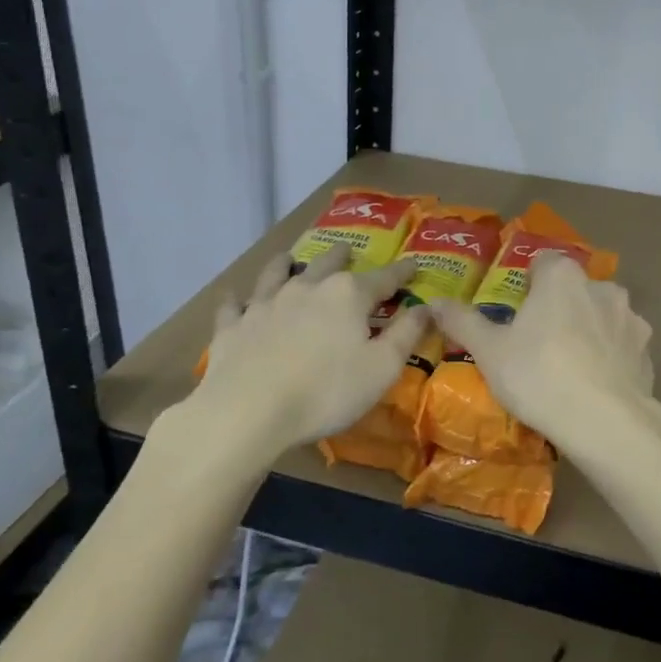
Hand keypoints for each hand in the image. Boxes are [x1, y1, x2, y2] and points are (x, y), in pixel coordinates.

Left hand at [198, 244, 427, 448]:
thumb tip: (427, 306)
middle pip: (327, 264)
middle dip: (341, 256)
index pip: (383, 278)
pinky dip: (236, 300)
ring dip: (286, 264)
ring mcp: (265, 304)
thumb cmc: (327, 391)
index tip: (413, 265)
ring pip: (276, 274)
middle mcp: (307, 288)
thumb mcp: (382, 368)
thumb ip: (406, 334)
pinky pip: (234, 306)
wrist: (248, 411)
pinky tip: (234, 298)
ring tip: (289, 258)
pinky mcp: (233, 327)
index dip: (401, 273)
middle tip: (347, 249)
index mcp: (347, 295)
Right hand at [430, 252, 660, 459]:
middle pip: (574, 288)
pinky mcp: (647, 351)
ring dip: (588, 330)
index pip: (543, 262)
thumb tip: (434, 302)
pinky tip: (595, 385)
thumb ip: (462, 321)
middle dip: (559, 307)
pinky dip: (609, 356)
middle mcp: (601, 287)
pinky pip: (621, 345)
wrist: (606, 423)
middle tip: (538, 342)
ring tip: (569, 366)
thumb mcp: (490, 351)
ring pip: (601, 315)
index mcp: (562, 277)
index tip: (517, 311)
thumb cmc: (539, 375)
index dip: (528, 283)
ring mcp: (630, 319)